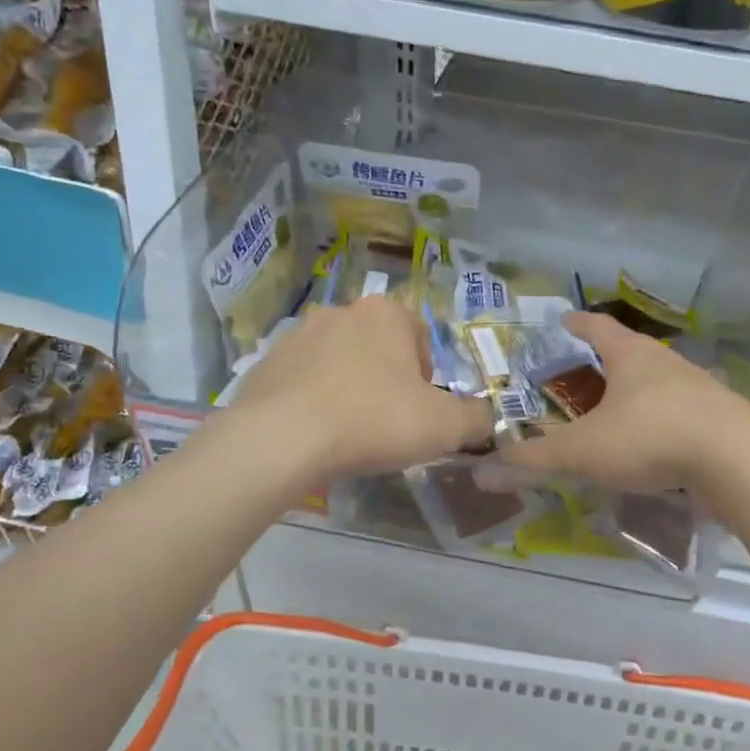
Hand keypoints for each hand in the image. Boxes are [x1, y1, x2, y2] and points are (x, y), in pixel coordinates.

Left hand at [218, 296, 492, 480]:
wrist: (281, 438)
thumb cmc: (374, 420)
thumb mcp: (445, 426)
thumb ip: (476, 419)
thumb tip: (484, 420)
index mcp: (386, 314)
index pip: (420, 336)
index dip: (427, 376)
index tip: (421, 410)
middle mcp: (341, 312)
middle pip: (378, 347)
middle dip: (387, 380)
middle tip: (388, 423)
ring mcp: (297, 335)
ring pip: (338, 362)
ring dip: (348, 388)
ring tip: (349, 431)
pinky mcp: (265, 363)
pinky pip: (302, 381)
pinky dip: (313, 400)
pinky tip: (315, 434)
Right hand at [498, 312, 749, 494]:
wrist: (739, 461)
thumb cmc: (651, 437)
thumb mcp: (584, 450)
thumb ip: (535, 458)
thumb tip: (483, 467)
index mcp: (632, 356)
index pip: (598, 328)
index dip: (577, 324)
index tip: (563, 320)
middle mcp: (666, 364)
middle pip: (630, 353)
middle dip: (606, 361)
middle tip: (581, 373)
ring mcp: (698, 390)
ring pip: (657, 384)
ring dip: (634, 393)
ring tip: (613, 411)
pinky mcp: (718, 420)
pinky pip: (677, 414)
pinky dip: (658, 423)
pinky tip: (651, 446)